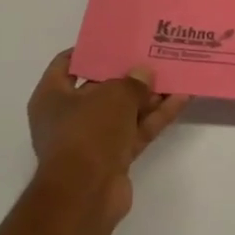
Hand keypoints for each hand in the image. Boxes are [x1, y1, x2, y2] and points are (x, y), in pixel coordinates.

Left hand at [28, 50, 188, 224]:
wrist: (86, 194)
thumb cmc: (88, 132)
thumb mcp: (113, 95)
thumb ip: (132, 81)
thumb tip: (143, 74)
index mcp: (52, 97)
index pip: (67, 64)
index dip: (91, 50)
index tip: (117, 39)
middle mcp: (68, 116)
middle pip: (101, 87)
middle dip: (129, 74)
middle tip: (154, 54)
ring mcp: (92, 139)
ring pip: (124, 110)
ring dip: (149, 95)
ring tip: (176, 73)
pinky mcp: (114, 157)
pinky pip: (137, 130)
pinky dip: (156, 116)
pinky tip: (181, 99)